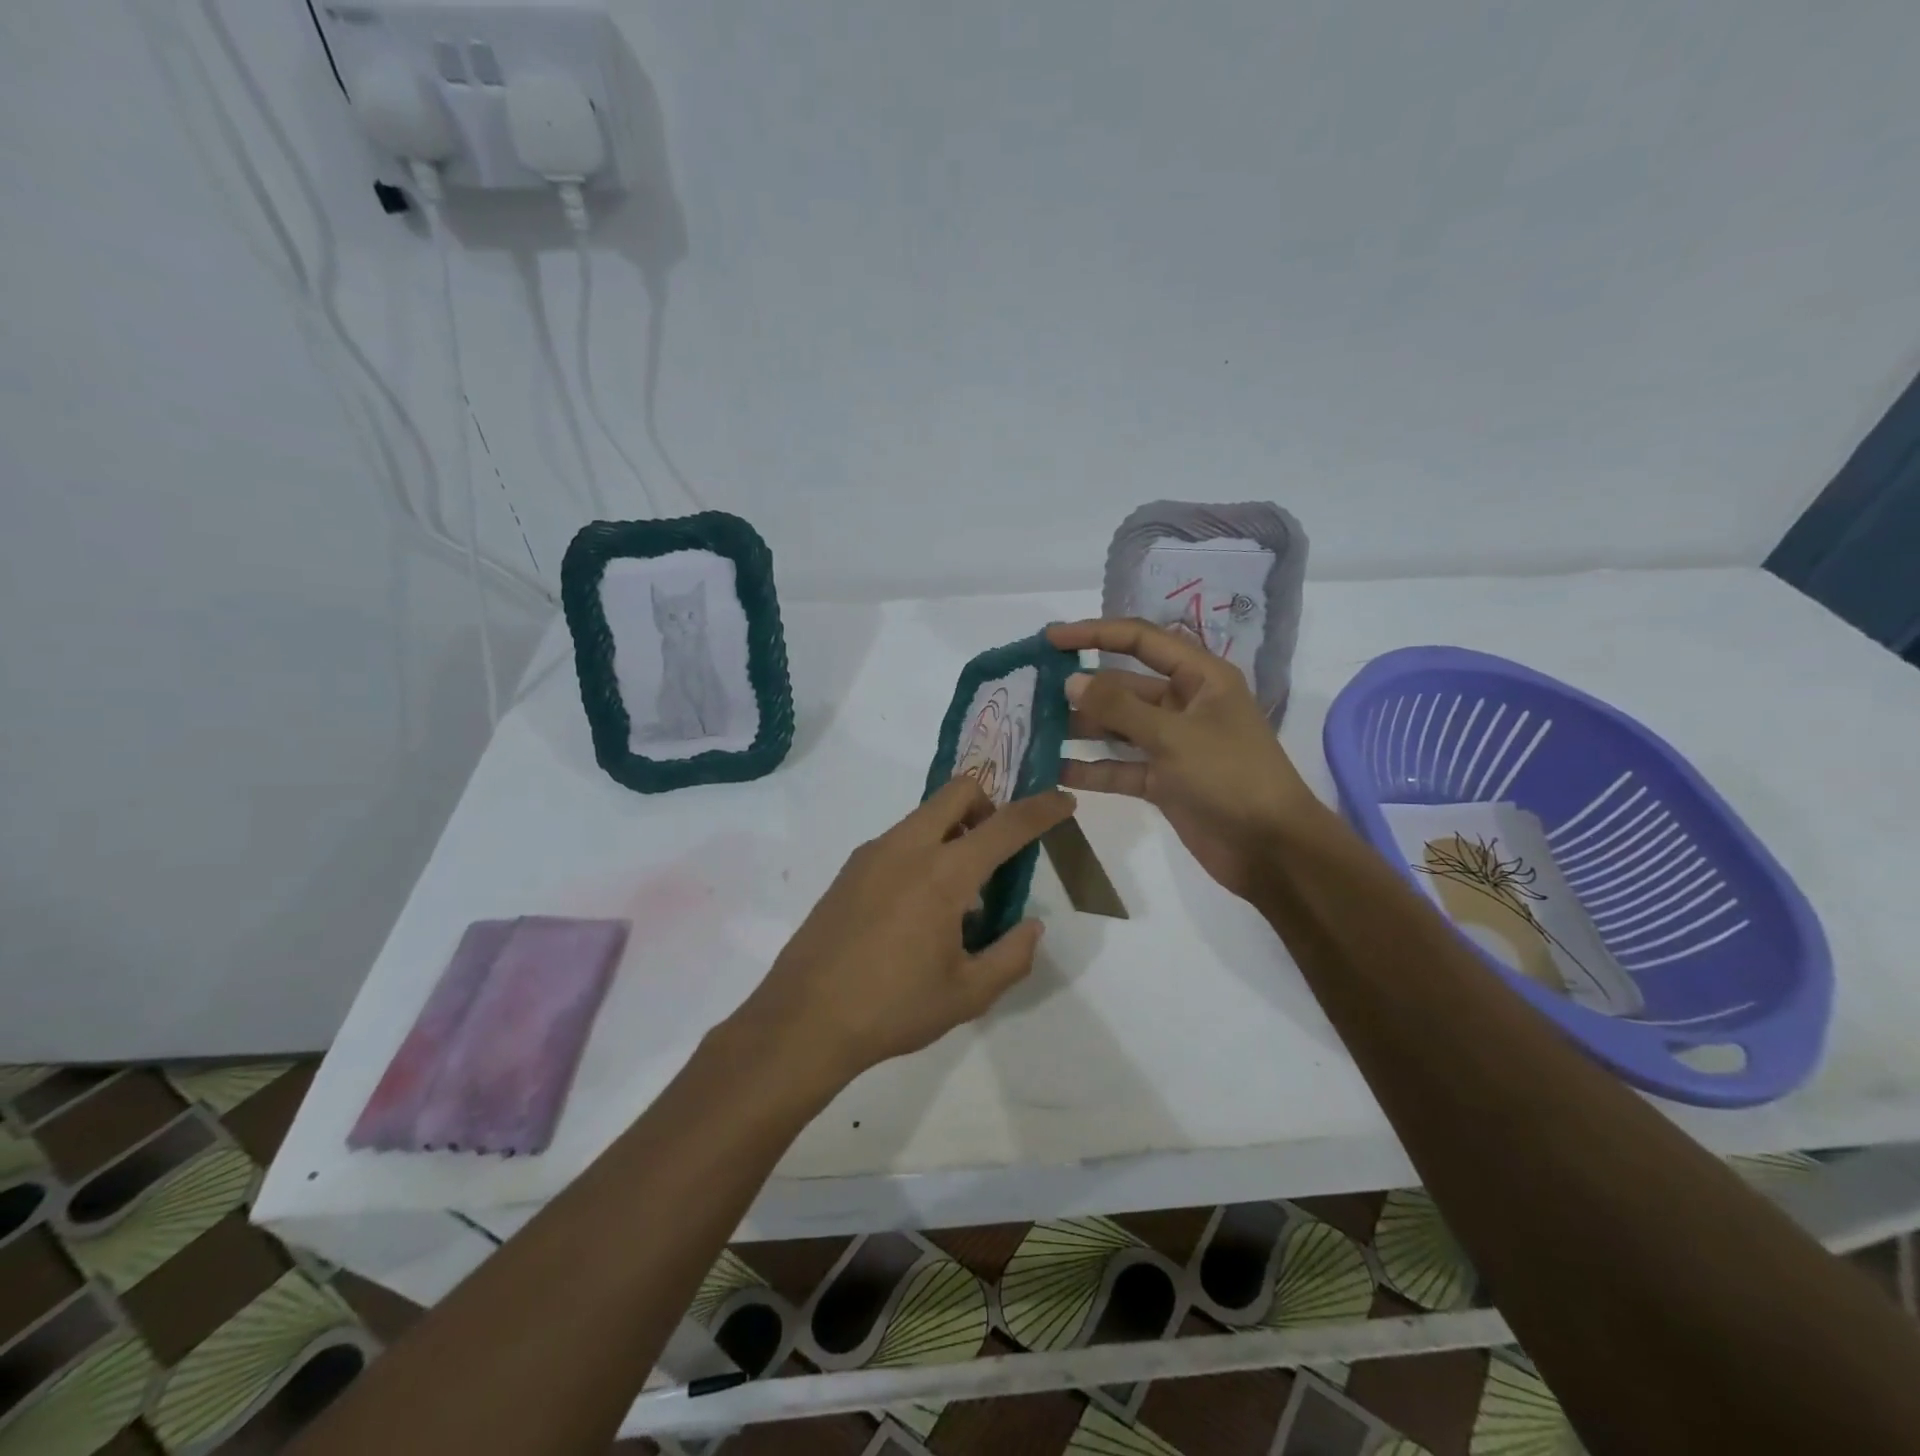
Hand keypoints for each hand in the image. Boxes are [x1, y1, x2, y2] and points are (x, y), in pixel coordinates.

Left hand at [730, 778, 1076, 1083]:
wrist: (803, 1020)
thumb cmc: (893, 1008)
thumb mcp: (968, 994)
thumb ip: (1012, 956)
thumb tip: (1032, 926)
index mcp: (943, 873)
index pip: (1005, 825)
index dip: (1041, 810)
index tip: (1064, 801)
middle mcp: (907, 847)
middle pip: (959, 790)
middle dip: (990, 804)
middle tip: (999, 849)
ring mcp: (872, 853)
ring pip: (926, 814)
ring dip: (955, 831)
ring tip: (958, 897)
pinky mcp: (850, 869)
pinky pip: (900, 839)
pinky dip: (924, 851)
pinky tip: (918, 909)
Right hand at [1047, 618, 1322, 901]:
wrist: (1272, 850)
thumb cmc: (1231, 777)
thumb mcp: (1173, 735)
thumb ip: (1119, 707)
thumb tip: (1071, 681)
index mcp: (1200, 677)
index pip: (1141, 640)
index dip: (1095, 634)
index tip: (1051, 639)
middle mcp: (1184, 704)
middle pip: (1124, 686)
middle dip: (1082, 688)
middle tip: (1032, 692)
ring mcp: (1172, 744)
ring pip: (1117, 728)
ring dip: (1081, 728)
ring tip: (1033, 729)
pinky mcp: (1162, 781)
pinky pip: (1119, 767)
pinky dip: (1091, 769)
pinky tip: (1053, 770)